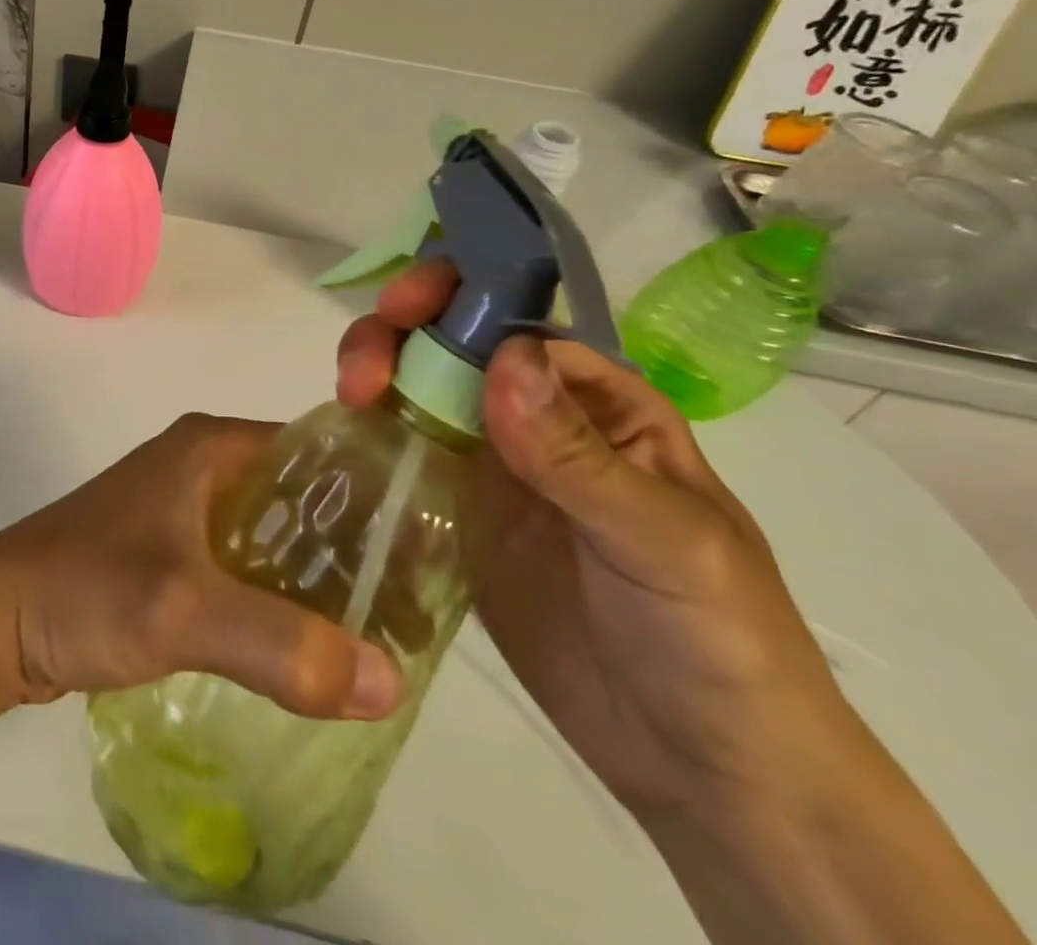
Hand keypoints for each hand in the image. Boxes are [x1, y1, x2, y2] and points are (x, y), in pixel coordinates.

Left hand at [0, 414, 402, 721]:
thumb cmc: (85, 588)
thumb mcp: (185, 608)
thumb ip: (284, 643)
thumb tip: (391, 680)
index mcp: (211, 445)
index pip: (319, 450)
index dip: (376, 494)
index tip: (432, 549)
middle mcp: (202, 465)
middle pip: (302, 496)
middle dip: (355, 546)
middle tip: (416, 608)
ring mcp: (183, 510)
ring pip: (274, 534)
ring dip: (318, 577)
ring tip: (380, 634)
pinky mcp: (170, 553)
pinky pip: (245, 566)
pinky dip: (280, 597)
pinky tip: (312, 646)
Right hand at [338, 263, 866, 820]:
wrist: (702, 765)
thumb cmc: (718, 640)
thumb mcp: (666, 541)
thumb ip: (580, 455)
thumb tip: (503, 358)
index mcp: (596, 401)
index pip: (516, 319)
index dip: (457, 296)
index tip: (404, 310)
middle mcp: (534, 418)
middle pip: (449, 344)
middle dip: (396, 336)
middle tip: (360, 377)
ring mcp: (486, 465)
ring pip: (414, 388)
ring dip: (374, 375)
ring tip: (348, 401)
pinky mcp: (451, 512)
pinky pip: (400, 452)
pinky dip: (366, 433)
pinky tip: (342, 445)